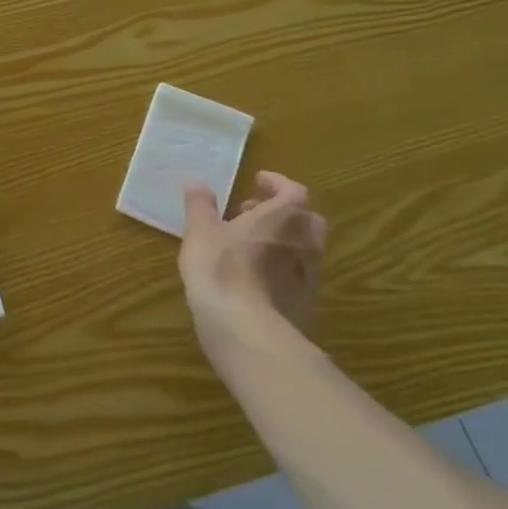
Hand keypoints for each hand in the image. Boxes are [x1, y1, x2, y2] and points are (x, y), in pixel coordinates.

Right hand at [179, 172, 326, 350]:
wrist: (245, 327)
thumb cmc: (220, 268)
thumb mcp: (200, 231)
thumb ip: (200, 205)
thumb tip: (197, 183)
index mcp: (284, 217)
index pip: (293, 190)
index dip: (276, 184)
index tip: (257, 181)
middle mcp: (305, 242)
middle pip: (306, 218)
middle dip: (283, 211)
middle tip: (253, 212)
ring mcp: (310, 274)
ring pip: (305, 247)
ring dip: (284, 240)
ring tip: (252, 244)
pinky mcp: (306, 302)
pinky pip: (299, 274)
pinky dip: (284, 266)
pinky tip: (257, 276)